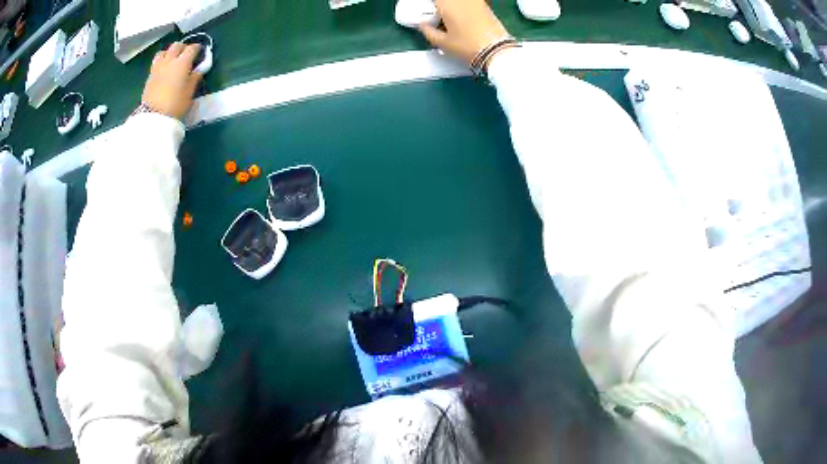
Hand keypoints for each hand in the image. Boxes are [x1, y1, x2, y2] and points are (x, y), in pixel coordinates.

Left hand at [141, 43, 202, 118]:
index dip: (197, 48)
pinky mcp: (150, 76)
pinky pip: (156, 62)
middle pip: (177, 45)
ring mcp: (158, 67)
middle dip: (183, 47)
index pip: (192, 48)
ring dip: (169, 52)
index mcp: (182, 62)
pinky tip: (164, 69)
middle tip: (187, 54)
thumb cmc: (176, 104)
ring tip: (172, 60)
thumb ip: (195, 77)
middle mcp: (170, 61)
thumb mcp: (190, 92)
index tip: (200, 51)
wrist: (154, 117)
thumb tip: (199, 68)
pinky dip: (162, 61)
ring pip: (164, 51)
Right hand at [418, 0, 509, 65]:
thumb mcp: (442, 43)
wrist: (497, 51)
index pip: (435, 0)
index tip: (428, 13)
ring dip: (452, 7)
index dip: (431, 6)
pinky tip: (463, 20)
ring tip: (449, 19)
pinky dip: (463, 8)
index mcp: (447, 4)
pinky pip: (469, 3)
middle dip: (440, 6)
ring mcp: (475, 1)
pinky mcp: (485, 6)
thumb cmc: (467, 46)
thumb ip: (428, 31)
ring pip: (459, 2)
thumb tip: (423, 25)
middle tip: (437, 17)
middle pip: (446, 1)